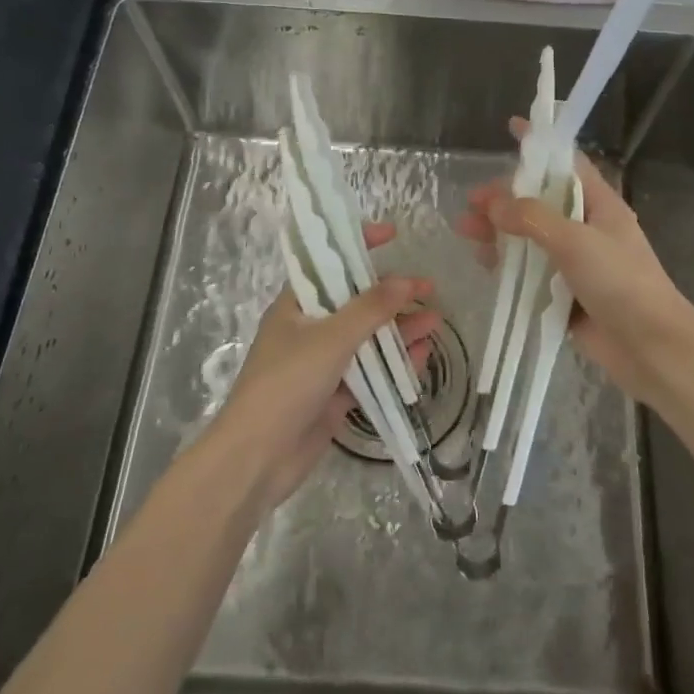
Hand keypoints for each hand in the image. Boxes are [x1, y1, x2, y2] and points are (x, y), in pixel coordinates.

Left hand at [211, 222, 439, 508]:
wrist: (257, 458)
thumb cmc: (286, 384)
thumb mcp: (330, 338)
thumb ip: (370, 308)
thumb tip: (406, 280)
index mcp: (296, 305)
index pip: (329, 263)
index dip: (358, 245)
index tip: (392, 235)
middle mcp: (309, 328)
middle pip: (355, 302)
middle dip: (391, 295)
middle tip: (429, 289)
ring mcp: (322, 363)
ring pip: (367, 338)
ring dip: (398, 329)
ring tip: (435, 322)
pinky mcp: (334, 394)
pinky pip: (369, 371)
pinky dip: (393, 363)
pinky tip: (421, 356)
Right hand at [454, 119, 693, 407]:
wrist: (650, 347)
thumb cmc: (620, 282)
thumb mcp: (575, 241)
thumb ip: (532, 219)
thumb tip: (493, 205)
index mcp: (599, 204)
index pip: (566, 163)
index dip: (540, 146)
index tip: (513, 128)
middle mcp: (587, 228)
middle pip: (540, 202)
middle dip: (505, 198)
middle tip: (472, 202)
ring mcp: (576, 262)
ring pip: (530, 237)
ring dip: (500, 232)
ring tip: (466, 231)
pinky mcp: (565, 293)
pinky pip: (531, 272)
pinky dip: (508, 264)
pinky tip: (485, 264)